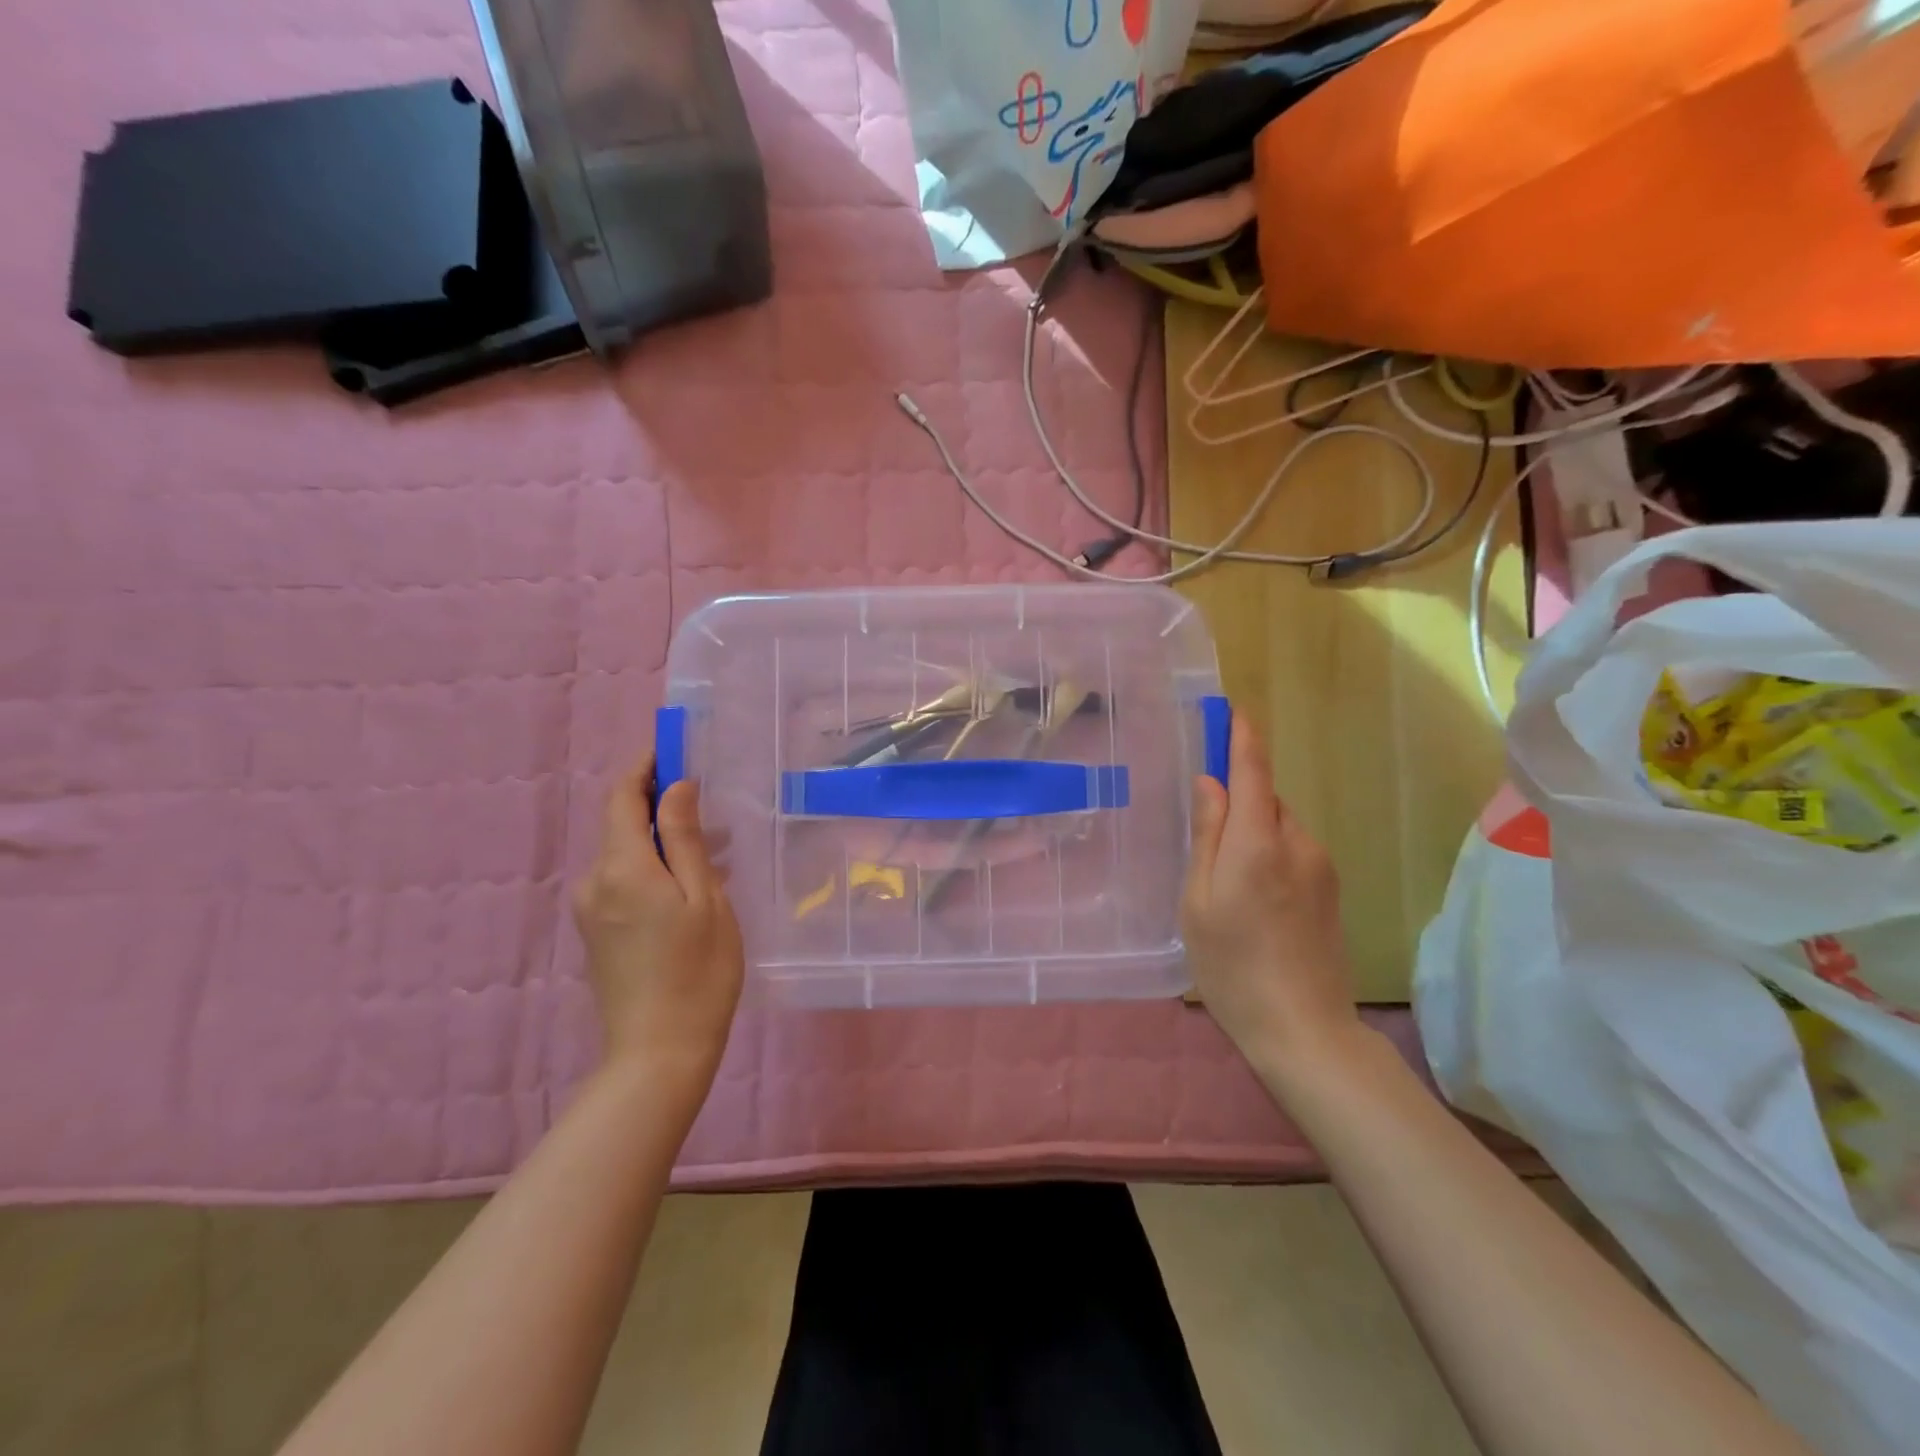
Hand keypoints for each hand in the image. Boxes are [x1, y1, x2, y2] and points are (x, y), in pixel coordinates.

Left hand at [572, 758, 743, 1093]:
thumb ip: (686, 839)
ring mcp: (590, 909)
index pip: (621, 796)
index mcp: (622, 868)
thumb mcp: (705, 899)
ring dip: (662, 839)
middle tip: (713, 805)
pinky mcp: (596, 931)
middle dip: (661, 804)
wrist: (658, 1053)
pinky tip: (692, 886)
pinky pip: (623, 880)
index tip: (675, 746)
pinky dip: (654, 868)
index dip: (645, 766)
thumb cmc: (698, 972)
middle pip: (621, 823)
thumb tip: (677, 786)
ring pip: (625, 853)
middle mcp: (595, 881)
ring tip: (716, 850)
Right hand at [1181, 712, 1360, 1071]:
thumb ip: (1207, 836)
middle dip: (1236, 800)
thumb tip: (1209, 783)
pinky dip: (1268, 854)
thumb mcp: (1199, 901)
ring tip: (1225, 884)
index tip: (1231, 708)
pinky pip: (1292, 850)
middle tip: (1203, 840)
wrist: (1305, 1030)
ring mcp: (1321, 866)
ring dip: (1252, 833)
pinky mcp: (1331, 889)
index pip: (1252, 770)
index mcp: (1258, 842)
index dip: (1241, 735)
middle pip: (1264, 798)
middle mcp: (1298, 842)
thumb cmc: (1232, 966)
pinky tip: (1253, 901)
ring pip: (1278, 826)